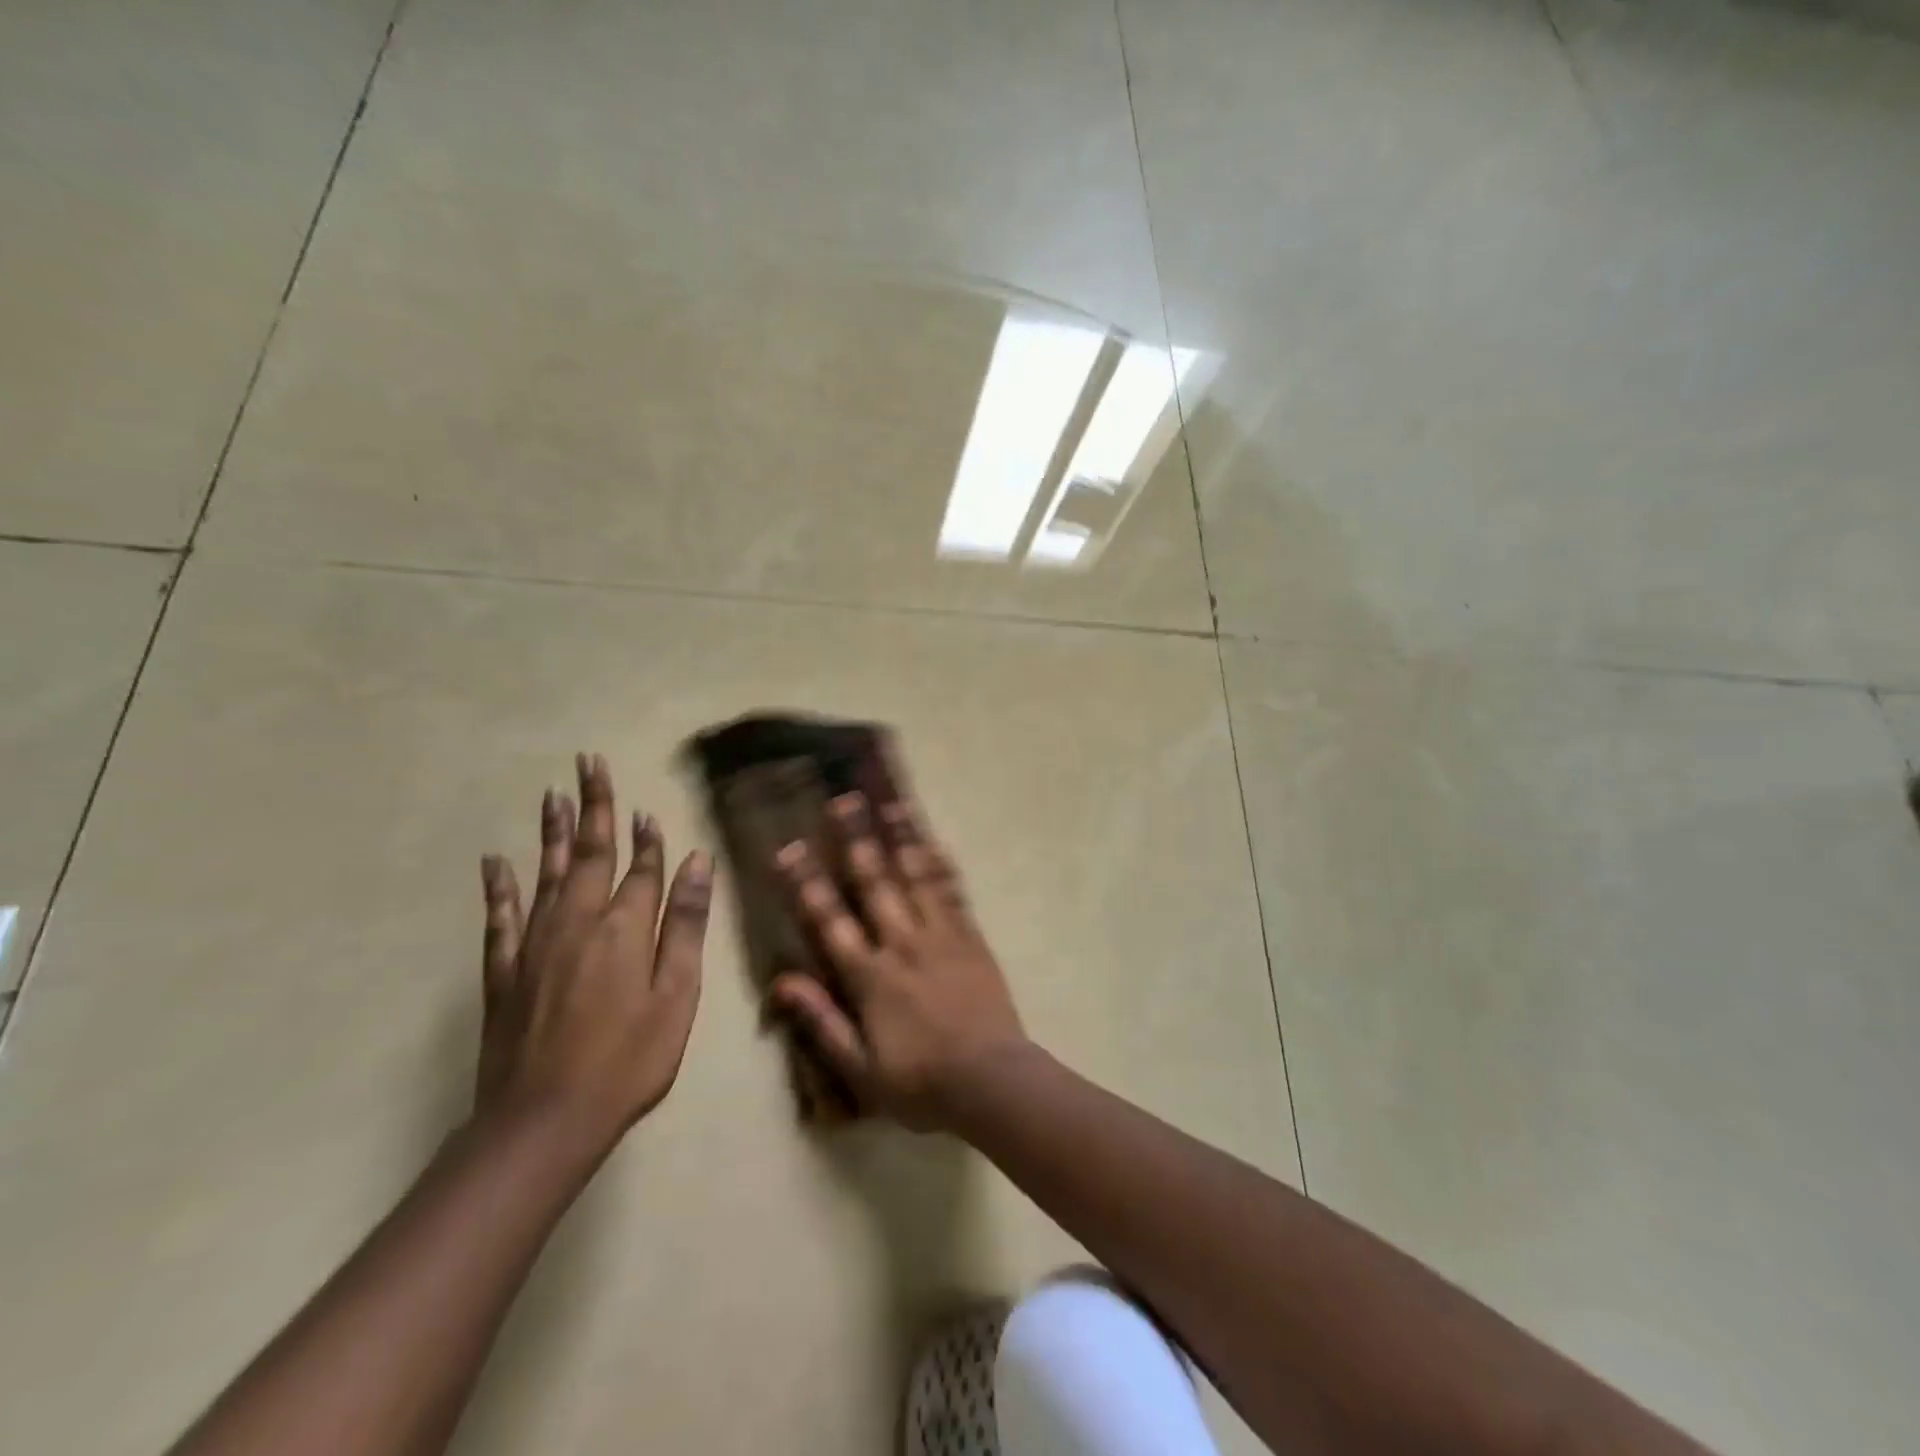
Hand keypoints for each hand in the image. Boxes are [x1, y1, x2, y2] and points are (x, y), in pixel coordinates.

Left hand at [475, 753, 710, 1154]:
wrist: (544, 1122)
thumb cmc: (629, 1061)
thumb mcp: (677, 995)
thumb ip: (684, 925)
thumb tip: (695, 862)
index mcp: (624, 928)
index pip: (641, 869)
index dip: (649, 839)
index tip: (649, 811)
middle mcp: (577, 922)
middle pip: (588, 853)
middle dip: (594, 807)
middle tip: (589, 763)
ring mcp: (535, 945)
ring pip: (545, 873)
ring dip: (550, 832)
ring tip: (553, 794)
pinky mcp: (504, 972)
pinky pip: (500, 918)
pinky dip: (499, 887)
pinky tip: (494, 862)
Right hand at [768, 789, 1026, 1131]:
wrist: (992, 1082)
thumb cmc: (921, 1083)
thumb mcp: (860, 1069)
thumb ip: (822, 1022)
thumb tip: (782, 982)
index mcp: (870, 976)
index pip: (830, 920)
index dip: (807, 882)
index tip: (790, 848)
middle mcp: (902, 943)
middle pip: (875, 882)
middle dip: (856, 839)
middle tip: (844, 800)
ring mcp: (941, 935)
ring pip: (916, 876)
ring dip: (901, 837)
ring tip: (890, 803)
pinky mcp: (970, 936)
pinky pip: (953, 891)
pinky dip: (942, 864)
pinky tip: (934, 841)